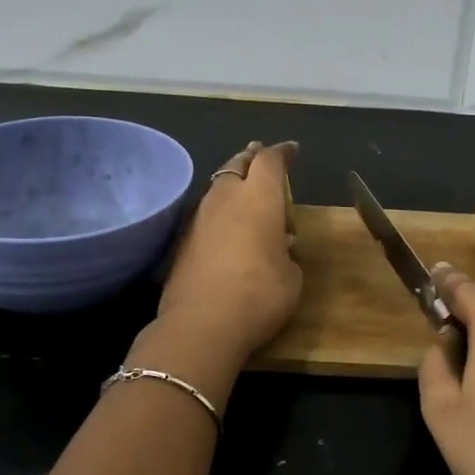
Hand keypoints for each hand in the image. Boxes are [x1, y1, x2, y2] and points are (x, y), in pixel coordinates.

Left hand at [156, 141, 301, 370]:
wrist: (201, 325)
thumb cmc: (259, 295)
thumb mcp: (291, 277)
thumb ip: (287, 254)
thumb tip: (279, 248)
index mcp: (259, 198)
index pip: (270, 161)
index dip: (282, 153)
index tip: (291, 149)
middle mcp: (226, 197)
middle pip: (238, 164)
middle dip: (252, 157)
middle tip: (261, 155)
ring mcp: (199, 217)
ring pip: (218, 186)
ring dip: (232, 181)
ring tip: (244, 188)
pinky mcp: (182, 240)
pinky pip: (206, 211)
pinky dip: (219, 209)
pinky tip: (226, 223)